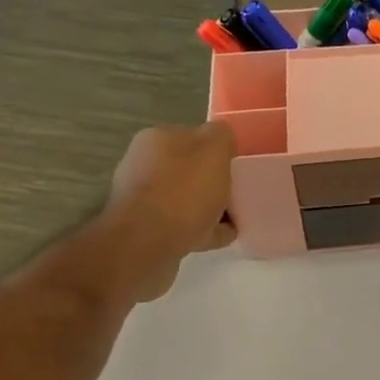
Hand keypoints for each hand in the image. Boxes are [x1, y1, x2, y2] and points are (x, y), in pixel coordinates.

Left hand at [99, 122, 236, 302]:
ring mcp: (142, 201)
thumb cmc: (183, 191)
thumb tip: (222, 139)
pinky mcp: (145, 231)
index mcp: (156, 140)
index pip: (193, 137)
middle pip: (189, 170)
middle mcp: (143, 165)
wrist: (147, 244)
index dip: (218, 150)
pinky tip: (223, 236)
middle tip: (238, 193)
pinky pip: (183, 226)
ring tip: (235, 219)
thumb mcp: (214, 149)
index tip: (237, 166)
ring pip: (186, 200)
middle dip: (213, 181)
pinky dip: (204, 229)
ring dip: (209, 208)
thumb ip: (221, 136)